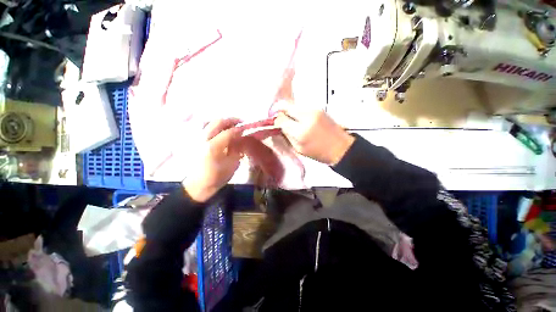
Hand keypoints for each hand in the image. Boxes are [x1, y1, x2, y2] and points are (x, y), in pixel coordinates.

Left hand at [182, 119, 243, 201]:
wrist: (198, 185)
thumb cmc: (217, 177)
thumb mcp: (232, 165)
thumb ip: (237, 150)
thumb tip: (241, 139)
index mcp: (213, 147)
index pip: (228, 132)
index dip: (239, 129)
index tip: (246, 128)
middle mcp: (203, 139)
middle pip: (217, 122)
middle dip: (230, 121)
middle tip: (240, 123)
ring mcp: (198, 139)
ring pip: (211, 123)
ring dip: (223, 123)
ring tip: (232, 127)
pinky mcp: (196, 141)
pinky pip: (208, 129)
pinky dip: (217, 127)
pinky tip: (224, 132)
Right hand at [274, 106, 353, 165]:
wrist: (341, 147)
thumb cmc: (319, 153)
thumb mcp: (299, 149)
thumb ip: (287, 136)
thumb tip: (278, 127)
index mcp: (301, 131)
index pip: (281, 119)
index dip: (275, 121)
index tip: (275, 124)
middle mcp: (307, 116)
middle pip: (286, 107)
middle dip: (281, 112)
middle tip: (280, 120)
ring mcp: (314, 110)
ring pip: (294, 106)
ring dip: (290, 112)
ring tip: (291, 121)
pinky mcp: (319, 109)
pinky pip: (302, 107)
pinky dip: (298, 112)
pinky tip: (300, 120)